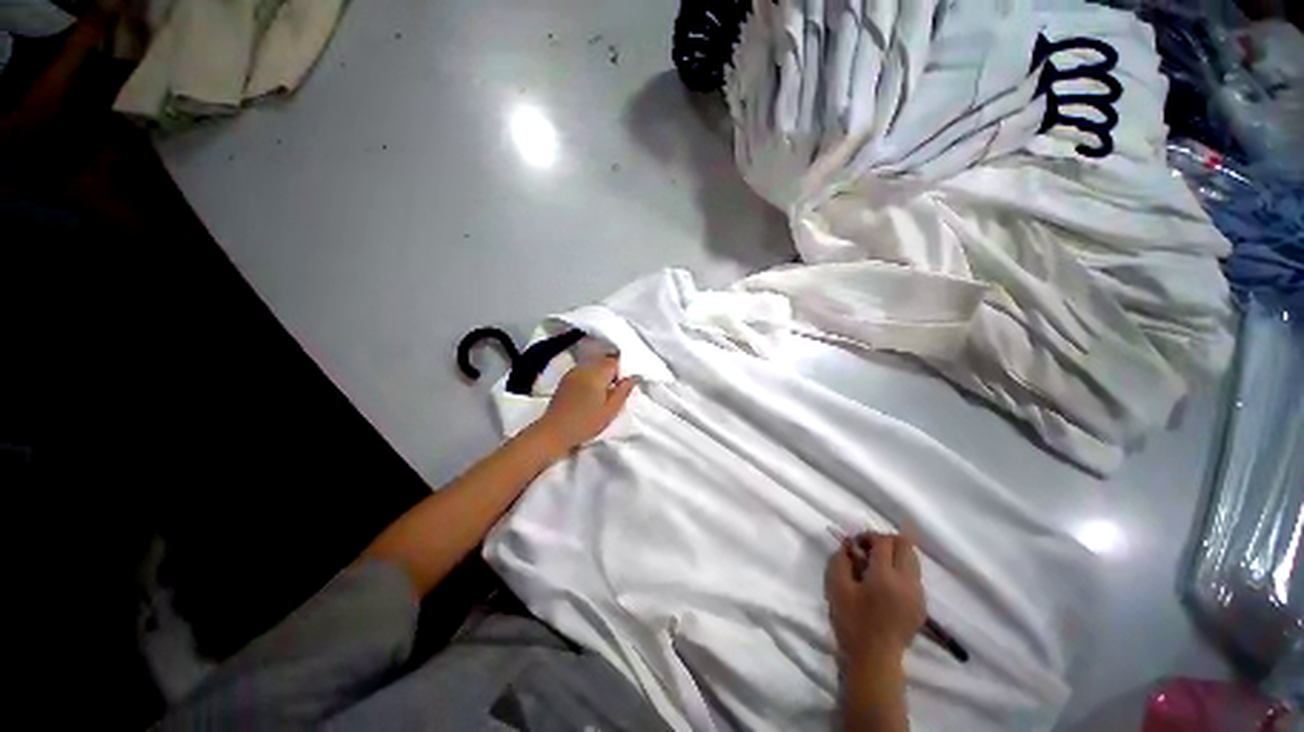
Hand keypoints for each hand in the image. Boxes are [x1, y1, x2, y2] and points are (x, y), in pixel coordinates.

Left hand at [533, 355, 634, 452]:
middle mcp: (584, 368)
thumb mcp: (610, 411)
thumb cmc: (585, 423)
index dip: (622, 371)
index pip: (615, 361)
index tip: (622, 387)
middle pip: (603, 360)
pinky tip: (589, 393)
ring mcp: (573, 372)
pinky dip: (590, 377)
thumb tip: (632, 378)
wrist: (554, 432)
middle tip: (613, 391)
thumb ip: (623, 392)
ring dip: (601, 374)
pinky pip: (583, 371)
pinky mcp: (566, 379)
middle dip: (612, 372)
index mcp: (596, 374)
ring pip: (593, 365)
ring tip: (602, 393)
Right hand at [826, 531, 925, 671]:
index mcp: (885, 576)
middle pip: (905, 544)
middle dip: (886, 540)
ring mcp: (918, 594)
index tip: (855, 545)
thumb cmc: (852, 621)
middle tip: (868, 549)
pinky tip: (886, 584)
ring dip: (896, 554)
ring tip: (877, 565)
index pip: (884, 541)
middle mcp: (907, 581)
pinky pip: (915, 575)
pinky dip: (902, 569)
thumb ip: (841, 559)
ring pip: (913, 558)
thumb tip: (849, 545)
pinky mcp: (922, 605)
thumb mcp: (837, 587)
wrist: (875, 659)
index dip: (868, 536)